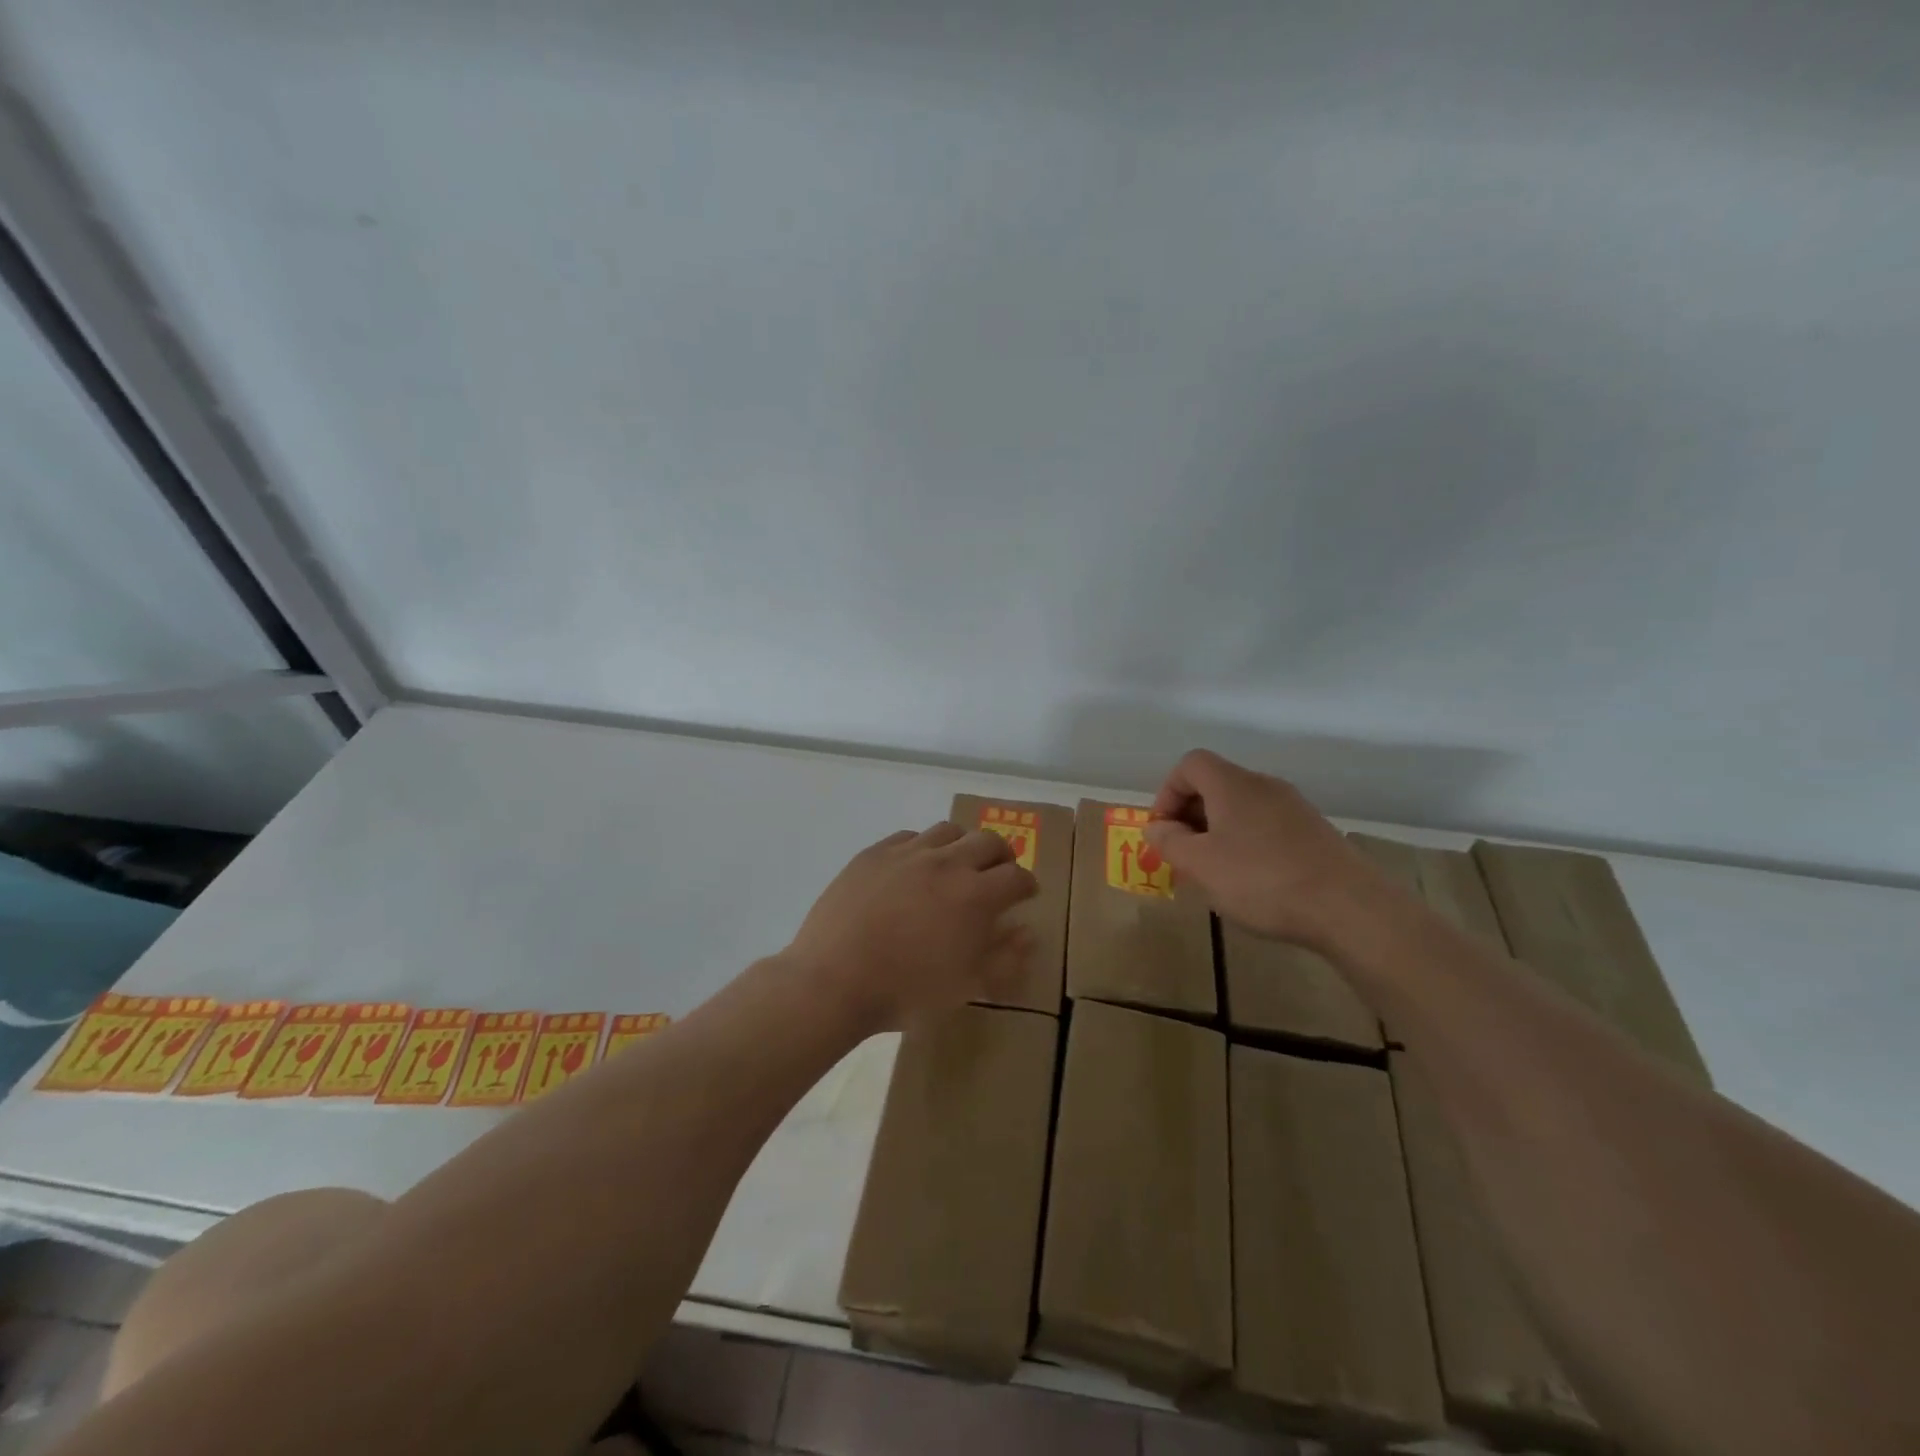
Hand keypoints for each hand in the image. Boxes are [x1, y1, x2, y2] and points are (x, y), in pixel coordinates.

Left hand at [785, 822, 1039, 1032]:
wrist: (834, 980)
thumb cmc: (906, 991)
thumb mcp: (966, 986)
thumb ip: (1004, 958)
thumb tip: (1027, 932)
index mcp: (976, 896)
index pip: (1017, 877)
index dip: (1027, 885)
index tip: (1025, 895)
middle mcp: (947, 863)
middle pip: (989, 841)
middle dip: (1002, 856)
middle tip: (997, 874)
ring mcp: (908, 853)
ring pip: (949, 830)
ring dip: (962, 844)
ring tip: (956, 865)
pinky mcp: (875, 853)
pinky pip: (909, 836)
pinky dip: (922, 847)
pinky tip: (914, 867)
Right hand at [1145, 749, 1388, 949]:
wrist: (1349, 908)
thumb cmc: (1261, 880)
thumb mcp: (1200, 865)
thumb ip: (1169, 842)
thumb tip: (1156, 827)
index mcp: (1232, 784)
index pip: (1190, 765)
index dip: (1167, 793)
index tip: (1164, 831)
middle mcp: (1264, 785)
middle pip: (1215, 785)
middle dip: (1190, 816)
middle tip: (1183, 855)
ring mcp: (1294, 808)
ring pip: (1241, 808)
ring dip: (1218, 833)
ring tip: (1215, 873)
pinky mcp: (1315, 832)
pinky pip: (1266, 826)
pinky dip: (1247, 844)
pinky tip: (1253, 881)